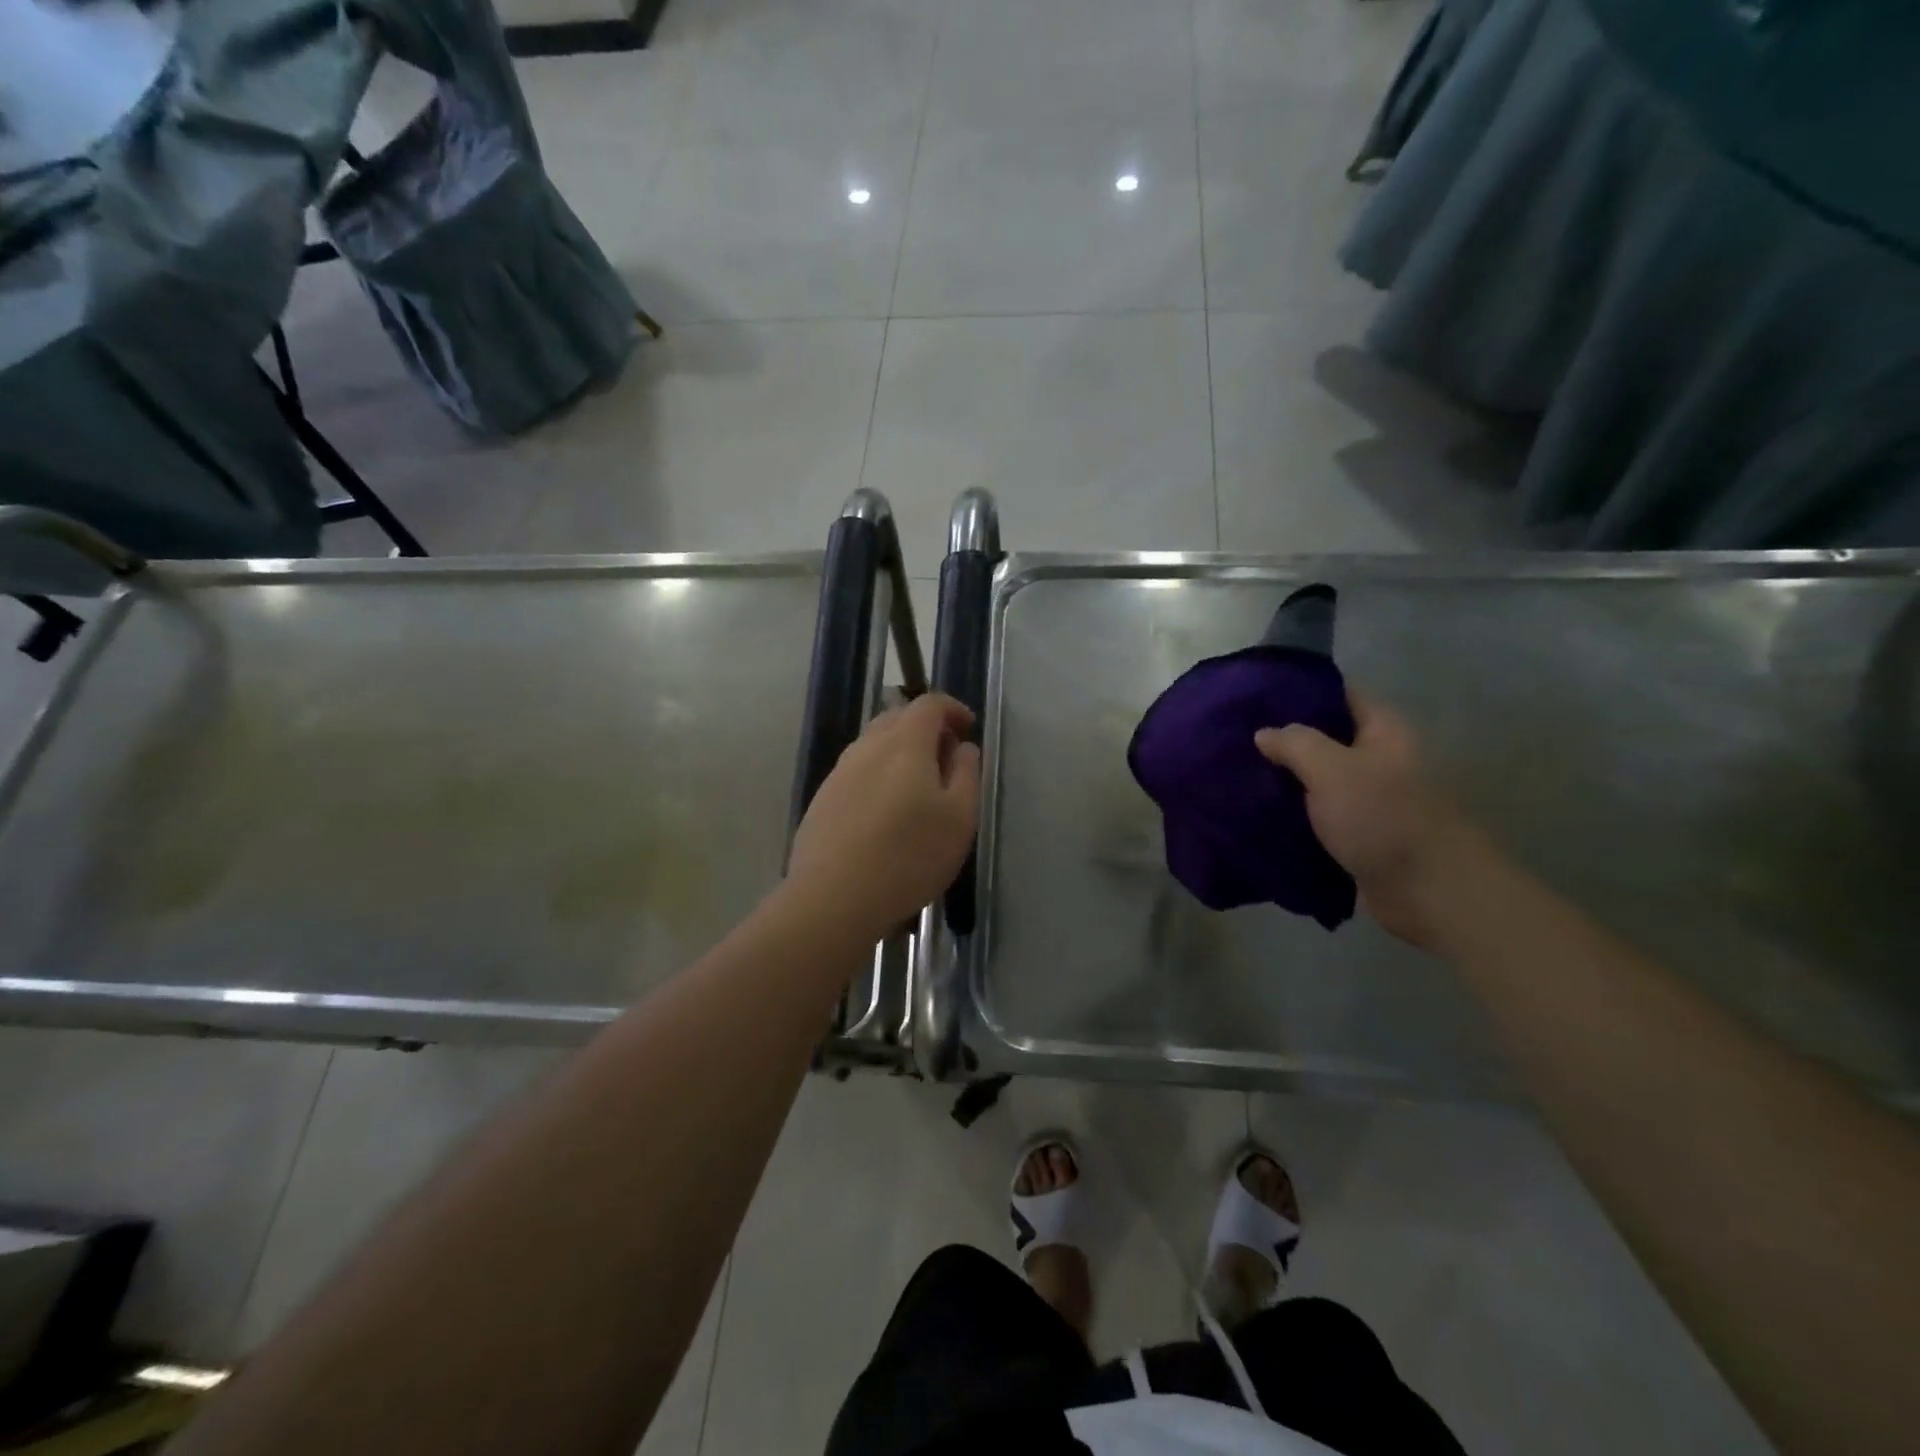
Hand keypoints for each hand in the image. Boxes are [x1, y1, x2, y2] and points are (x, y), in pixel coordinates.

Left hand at [787, 693, 982, 941]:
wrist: (833, 898)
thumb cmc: (909, 856)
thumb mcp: (959, 818)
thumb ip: (966, 774)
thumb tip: (963, 747)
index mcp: (904, 743)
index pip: (929, 703)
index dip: (952, 709)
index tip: (968, 728)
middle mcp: (867, 747)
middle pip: (897, 717)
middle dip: (926, 727)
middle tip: (946, 757)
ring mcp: (839, 773)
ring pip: (874, 744)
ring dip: (900, 751)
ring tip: (918, 786)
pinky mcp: (823, 799)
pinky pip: (857, 771)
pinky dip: (879, 774)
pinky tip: (886, 811)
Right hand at [1255, 693, 1483, 948]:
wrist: (1429, 893)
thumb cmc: (1383, 818)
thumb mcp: (1332, 768)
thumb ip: (1295, 743)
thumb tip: (1264, 733)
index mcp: (1382, 731)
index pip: (1337, 697)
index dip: (1298, 694)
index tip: (1252, 698)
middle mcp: (1376, 761)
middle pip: (1322, 741)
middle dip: (1281, 742)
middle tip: (1232, 741)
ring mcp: (1367, 801)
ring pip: (1315, 782)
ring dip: (1282, 783)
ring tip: (1234, 776)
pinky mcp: (1356, 837)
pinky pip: (1315, 819)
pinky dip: (1290, 818)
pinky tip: (1254, 815)